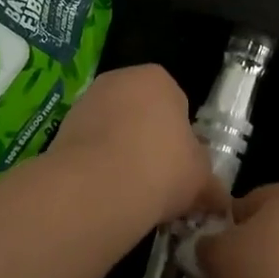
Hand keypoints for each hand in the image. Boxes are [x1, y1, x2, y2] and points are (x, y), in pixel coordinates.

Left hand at [47, 65, 219, 232]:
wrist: (98, 187)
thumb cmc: (162, 168)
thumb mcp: (201, 178)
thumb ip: (210, 183)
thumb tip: (218, 199)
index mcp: (158, 78)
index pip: (177, 103)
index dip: (181, 137)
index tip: (180, 166)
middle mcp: (119, 79)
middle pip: (141, 112)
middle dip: (148, 141)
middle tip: (158, 179)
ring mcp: (86, 101)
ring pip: (112, 128)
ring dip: (120, 153)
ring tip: (130, 191)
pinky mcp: (61, 127)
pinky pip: (89, 146)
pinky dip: (96, 164)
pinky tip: (104, 191)